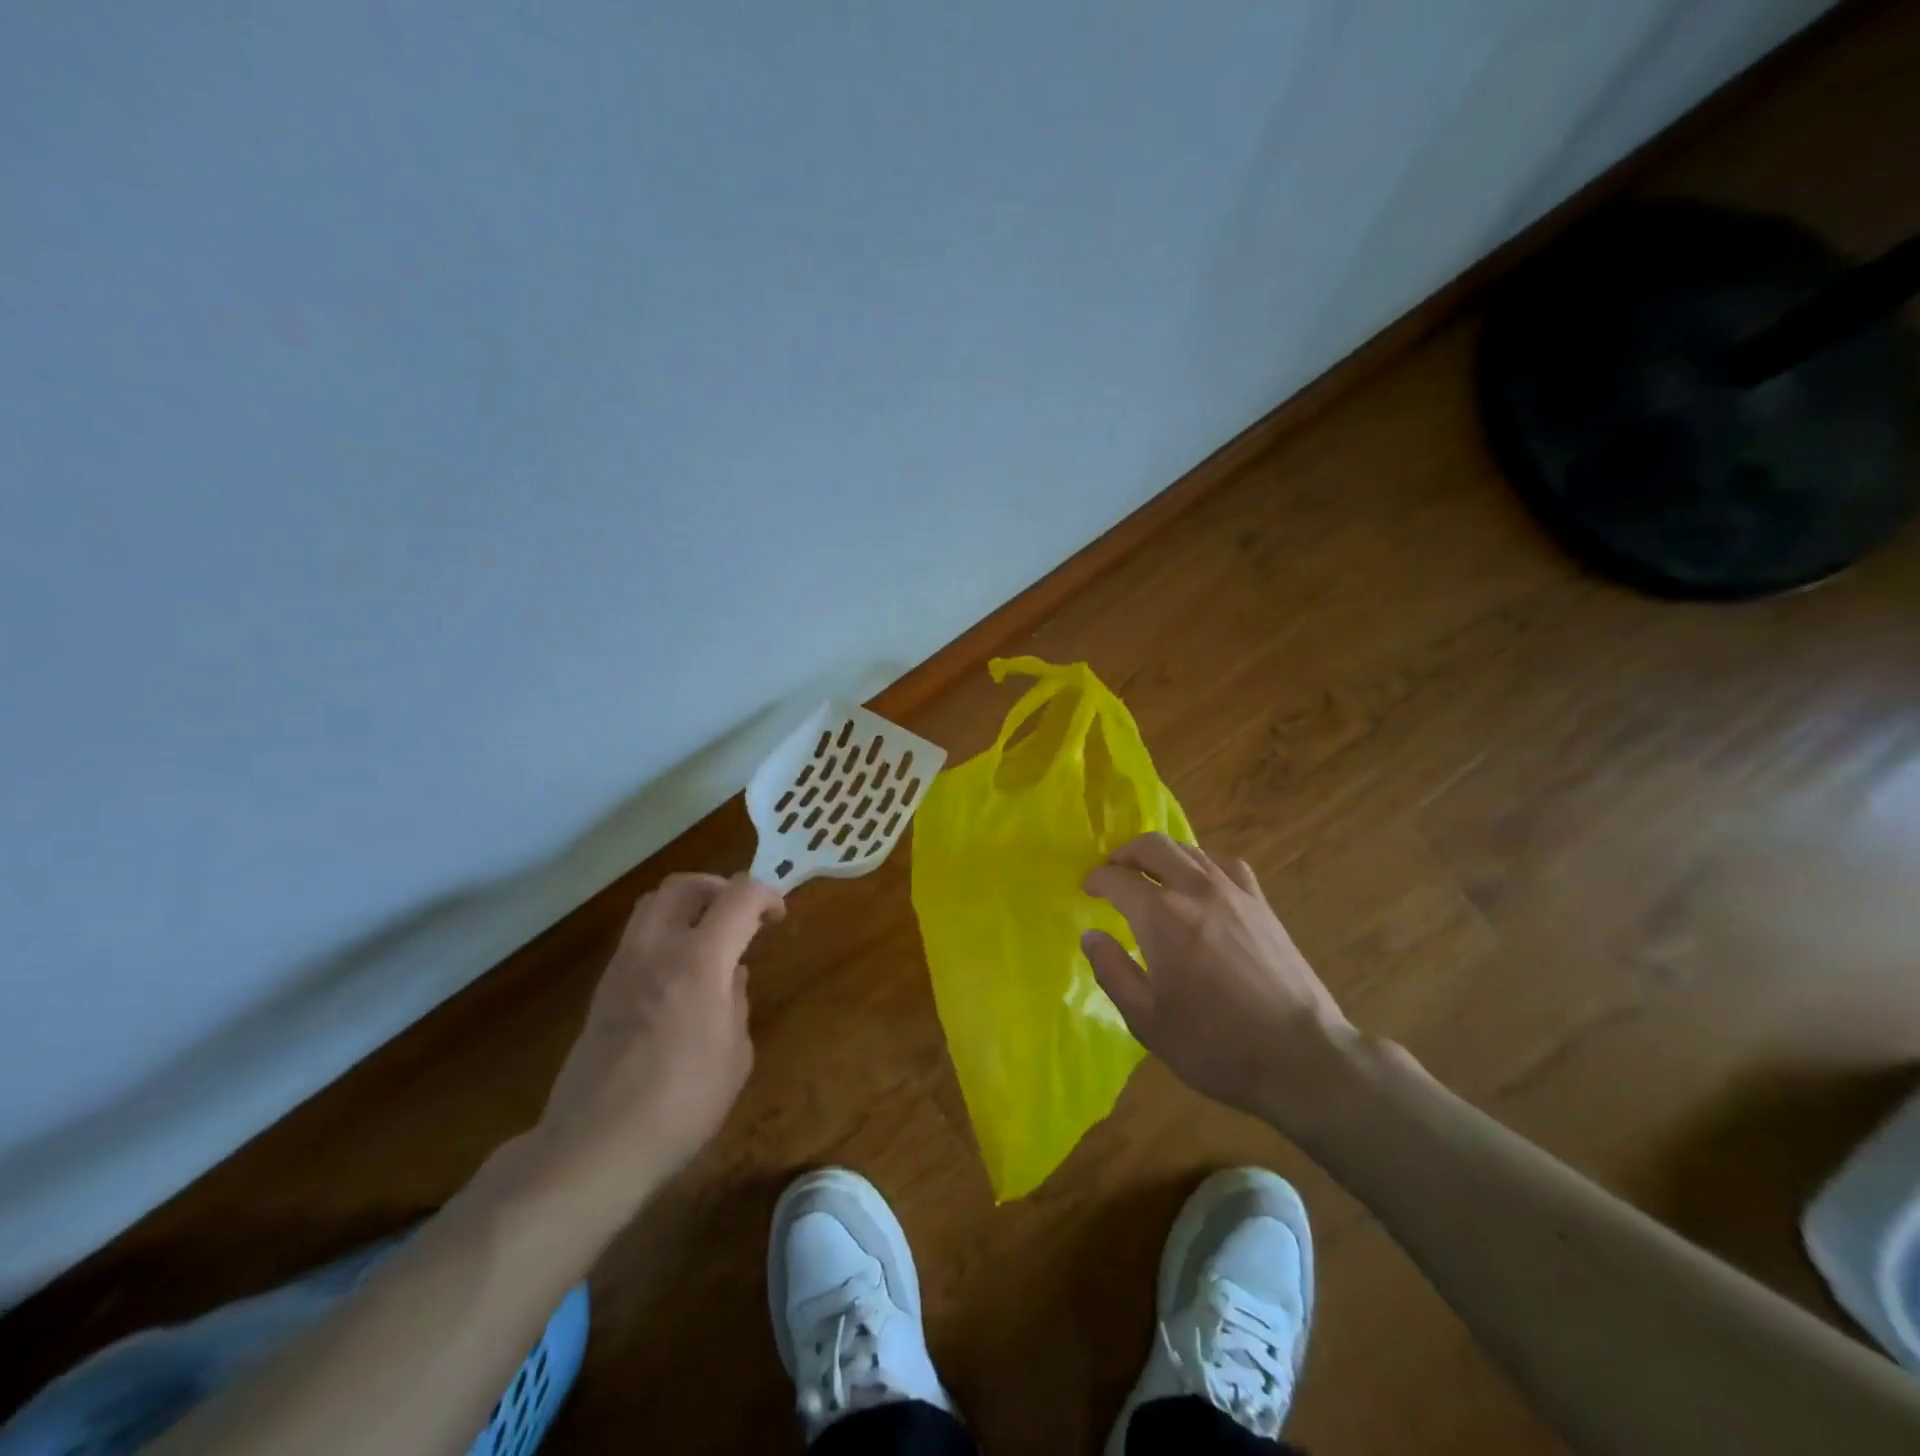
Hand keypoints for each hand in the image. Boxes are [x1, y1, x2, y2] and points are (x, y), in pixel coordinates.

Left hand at [536, 873, 784, 1192]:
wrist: (595, 1146)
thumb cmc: (682, 1104)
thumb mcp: (735, 1056)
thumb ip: (737, 1003)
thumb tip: (731, 977)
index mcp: (700, 960)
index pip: (738, 896)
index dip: (766, 895)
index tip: (778, 917)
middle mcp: (658, 949)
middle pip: (685, 884)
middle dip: (720, 887)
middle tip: (741, 915)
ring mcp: (623, 967)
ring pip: (652, 904)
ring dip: (687, 905)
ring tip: (710, 936)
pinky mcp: (602, 990)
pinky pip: (637, 937)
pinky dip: (664, 933)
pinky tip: (680, 973)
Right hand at [1083, 834, 1358, 1133]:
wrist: (1301, 1056)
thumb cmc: (1215, 1044)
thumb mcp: (1147, 1020)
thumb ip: (1112, 971)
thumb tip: (1091, 936)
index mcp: (1161, 917)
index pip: (1117, 879)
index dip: (1096, 879)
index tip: (1087, 888)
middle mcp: (1195, 890)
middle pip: (1153, 846)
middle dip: (1125, 853)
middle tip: (1113, 871)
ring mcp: (1233, 892)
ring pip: (1188, 849)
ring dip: (1161, 854)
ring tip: (1150, 874)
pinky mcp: (1261, 904)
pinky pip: (1224, 863)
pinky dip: (1201, 862)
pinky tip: (1200, 881)